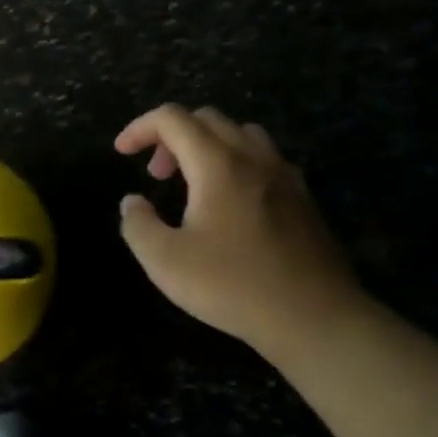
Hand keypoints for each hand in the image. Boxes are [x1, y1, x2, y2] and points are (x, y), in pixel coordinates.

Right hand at [115, 105, 370, 354]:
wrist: (315, 318)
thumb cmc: (234, 286)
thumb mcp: (166, 262)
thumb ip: (138, 225)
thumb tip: (132, 202)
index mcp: (217, 163)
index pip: (172, 119)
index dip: (140, 127)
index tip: (122, 152)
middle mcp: (253, 157)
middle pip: (207, 118)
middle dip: (172, 136)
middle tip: (156, 174)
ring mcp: (284, 174)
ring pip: (240, 133)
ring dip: (207, 145)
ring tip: (193, 183)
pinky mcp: (303, 197)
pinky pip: (263, 158)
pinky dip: (236, 162)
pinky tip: (231, 202)